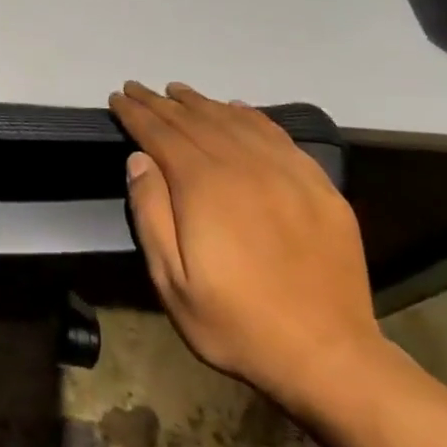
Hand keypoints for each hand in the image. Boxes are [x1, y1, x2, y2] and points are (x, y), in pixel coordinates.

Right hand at [108, 80, 382, 414]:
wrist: (329, 357)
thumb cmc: (236, 322)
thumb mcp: (171, 280)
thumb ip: (151, 213)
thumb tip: (139, 159)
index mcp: (205, 187)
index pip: (161, 135)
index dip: (136, 114)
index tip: (117, 98)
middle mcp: (245, 167)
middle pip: (195, 121)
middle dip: (161, 103)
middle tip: (137, 88)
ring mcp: (287, 174)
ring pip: (235, 122)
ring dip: (202, 103)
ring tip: (178, 92)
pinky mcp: (319, 188)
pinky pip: (278, 136)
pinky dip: (251, 116)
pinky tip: (237, 109)